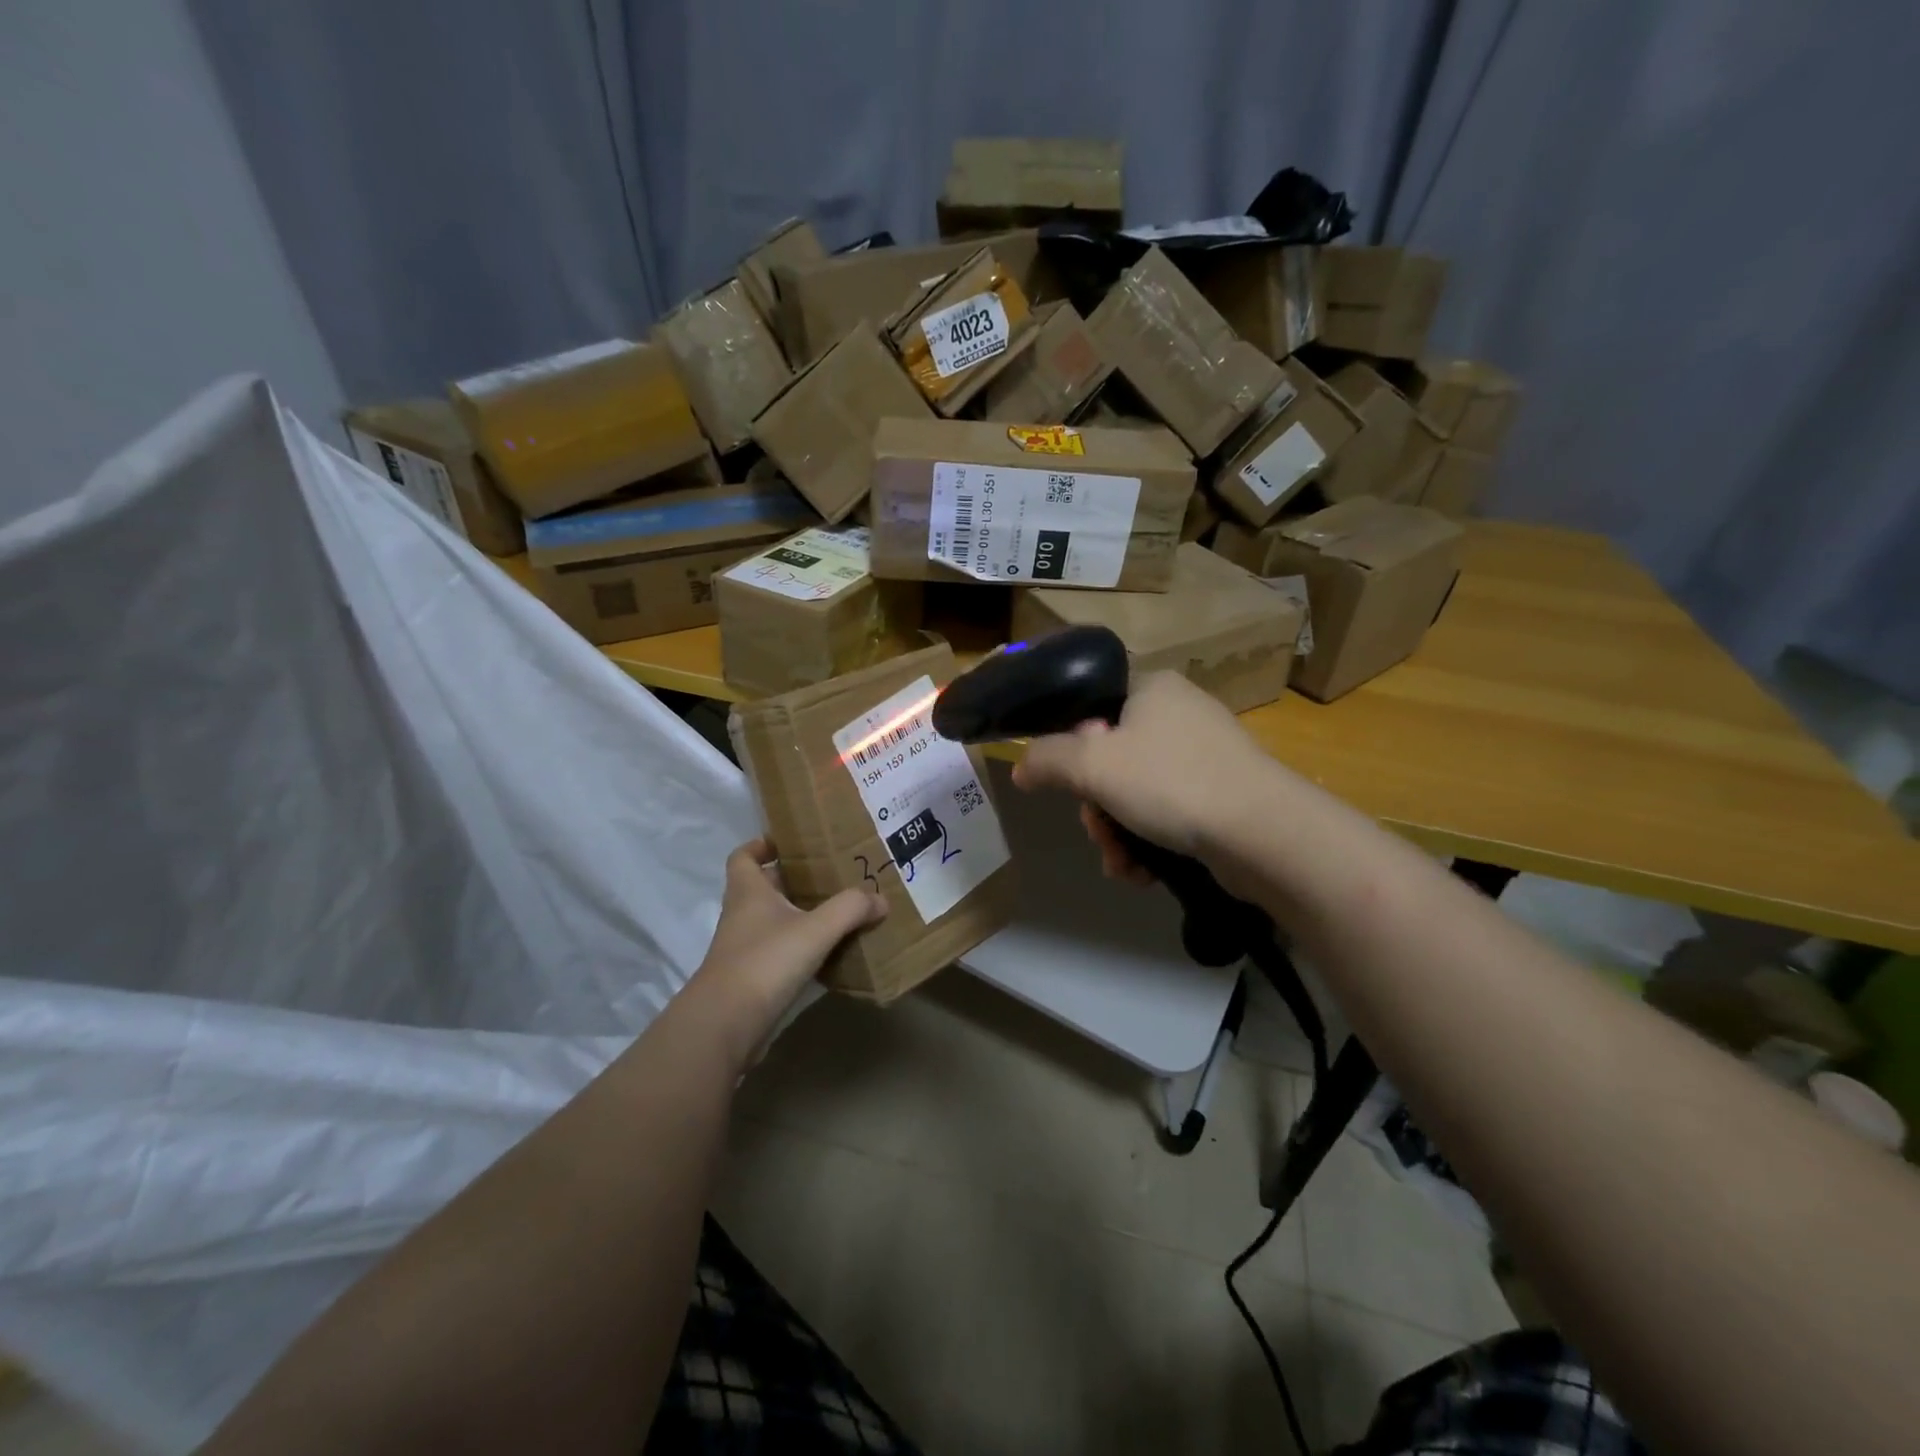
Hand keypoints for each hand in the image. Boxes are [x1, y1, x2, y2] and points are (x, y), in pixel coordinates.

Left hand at [685, 839, 885, 1059]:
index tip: (789, 843)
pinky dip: (801, 949)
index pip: (744, 856)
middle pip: (764, 888)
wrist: (726, 1025)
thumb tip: (880, 899)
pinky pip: (779, 952)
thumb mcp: (815, 929)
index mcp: (749, 892)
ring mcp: (744, 949)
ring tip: (839, 912)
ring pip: (773, 921)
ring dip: (800, 915)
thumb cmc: (765, 962)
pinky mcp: (752, 979)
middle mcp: (742, 915)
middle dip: (794, 880)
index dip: (762, 845)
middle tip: (831, 876)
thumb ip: (850, 909)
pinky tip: (829, 953)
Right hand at [1012, 672, 1270, 871]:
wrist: (1262, 833)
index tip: (1073, 783)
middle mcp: (1180, 714)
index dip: (1073, 748)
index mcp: (1152, 688)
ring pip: (1137, 793)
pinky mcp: (1222, 794)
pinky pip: (1167, 813)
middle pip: (1112, 759)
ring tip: (1121, 864)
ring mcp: (1205, 755)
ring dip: (1118, 833)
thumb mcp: (1092, 765)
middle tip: (1098, 832)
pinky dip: (1149, 842)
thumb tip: (1021, 768)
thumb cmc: (1171, 782)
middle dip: (1097, 807)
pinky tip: (1143, 872)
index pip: (1092, 708)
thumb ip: (1046, 760)